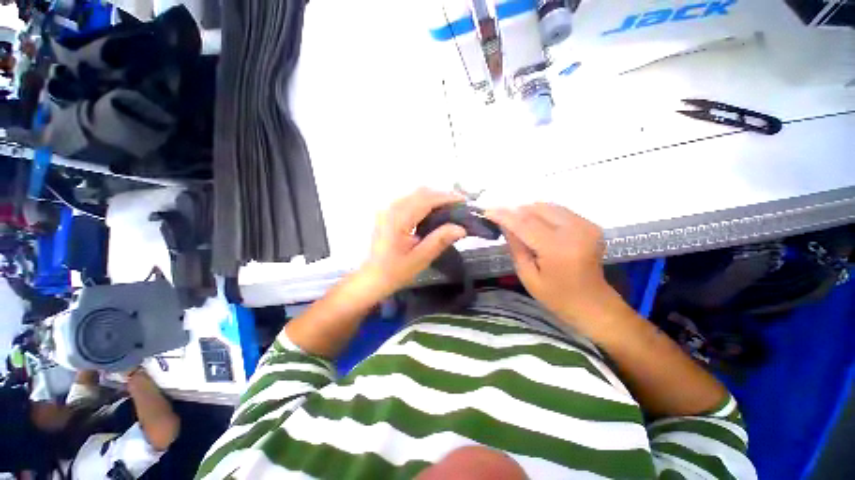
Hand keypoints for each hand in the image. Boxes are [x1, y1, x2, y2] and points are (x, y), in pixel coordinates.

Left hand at [360, 189, 466, 296]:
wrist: (372, 277)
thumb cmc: (395, 271)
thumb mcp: (420, 259)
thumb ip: (439, 240)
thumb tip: (461, 228)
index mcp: (398, 219)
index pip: (425, 200)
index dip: (446, 197)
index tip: (464, 201)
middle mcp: (391, 209)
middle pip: (420, 192)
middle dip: (441, 195)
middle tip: (459, 205)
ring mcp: (388, 209)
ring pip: (414, 194)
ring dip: (433, 197)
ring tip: (450, 207)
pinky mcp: (388, 213)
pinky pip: (409, 200)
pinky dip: (424, 201)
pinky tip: (433, 210)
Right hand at [487, 204, 622, 332]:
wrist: (593, 304)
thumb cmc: (556, 296)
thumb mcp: (527, 275)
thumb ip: (516, 246)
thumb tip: (504, 224)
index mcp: (558, 249)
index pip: (524, 223)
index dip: (503, 215)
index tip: (486, 211)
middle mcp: (575, 231)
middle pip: (537, 209)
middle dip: (515, 211)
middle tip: (500, 218)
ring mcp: (585, 225)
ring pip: (547, 206)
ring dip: (528, 211)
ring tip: (515, 222)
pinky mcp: (589, 224)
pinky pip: (558, 210)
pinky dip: (542, 213)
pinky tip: (534, 224)